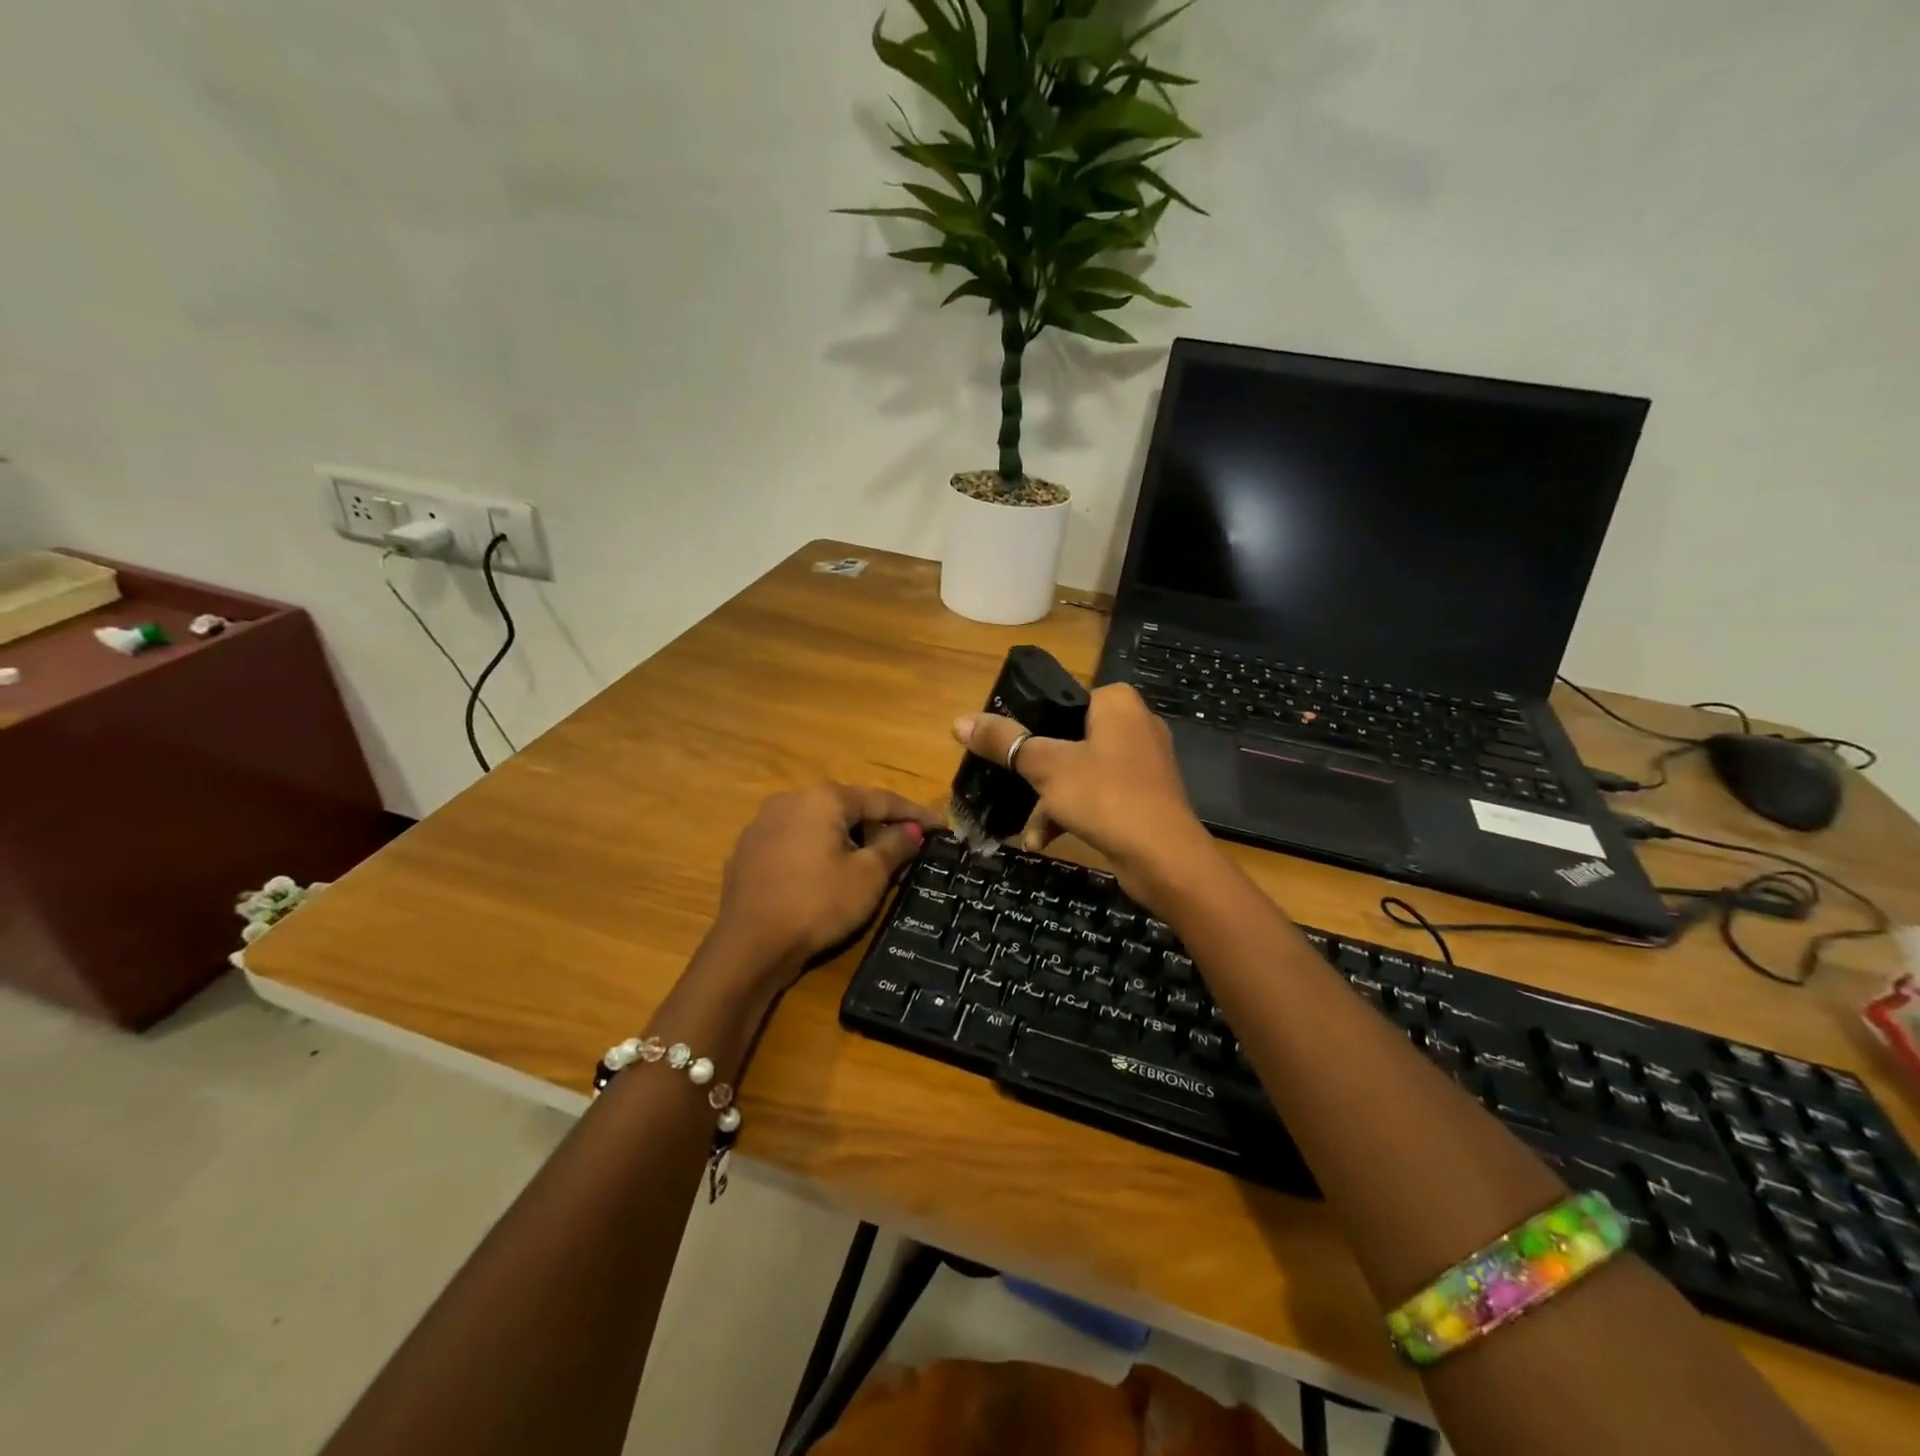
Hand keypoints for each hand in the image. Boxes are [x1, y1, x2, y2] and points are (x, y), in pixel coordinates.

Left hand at [708, 783, 937, 988]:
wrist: (749, 946)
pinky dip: (818, 852)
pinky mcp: (748, 850)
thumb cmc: (818, 904)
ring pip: (819, 824)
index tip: (941, 827)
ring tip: (869, 866)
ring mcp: (763, 824)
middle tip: (906, 851)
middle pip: (848, 808)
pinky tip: (827, 877)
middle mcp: (791, 799)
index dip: (915, 814)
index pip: (881, 799)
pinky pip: (795, 842)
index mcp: (823, 798)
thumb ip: (895, 845)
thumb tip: (913, 830)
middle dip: (879, 827)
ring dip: (848, 840)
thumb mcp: (868, 876)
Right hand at [952, 684, 1216, 907]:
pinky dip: (1071, 814)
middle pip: (1067, 739)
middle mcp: (1134, 725)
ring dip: (1048, 802)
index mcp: (1117, 703)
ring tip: (1026, 830)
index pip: (1063, 699)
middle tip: (1008, 786)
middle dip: (1034, 771)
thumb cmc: (1105, 796)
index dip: (1029, 722)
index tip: (1003, 747)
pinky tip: (1043, 842)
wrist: (1164, 859)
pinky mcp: (1144, 798)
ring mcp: (1142, 764)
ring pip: (1079, 772)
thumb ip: (1004, 741)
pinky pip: (1097, 797)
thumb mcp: (1045, 766)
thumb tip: (959, 721)